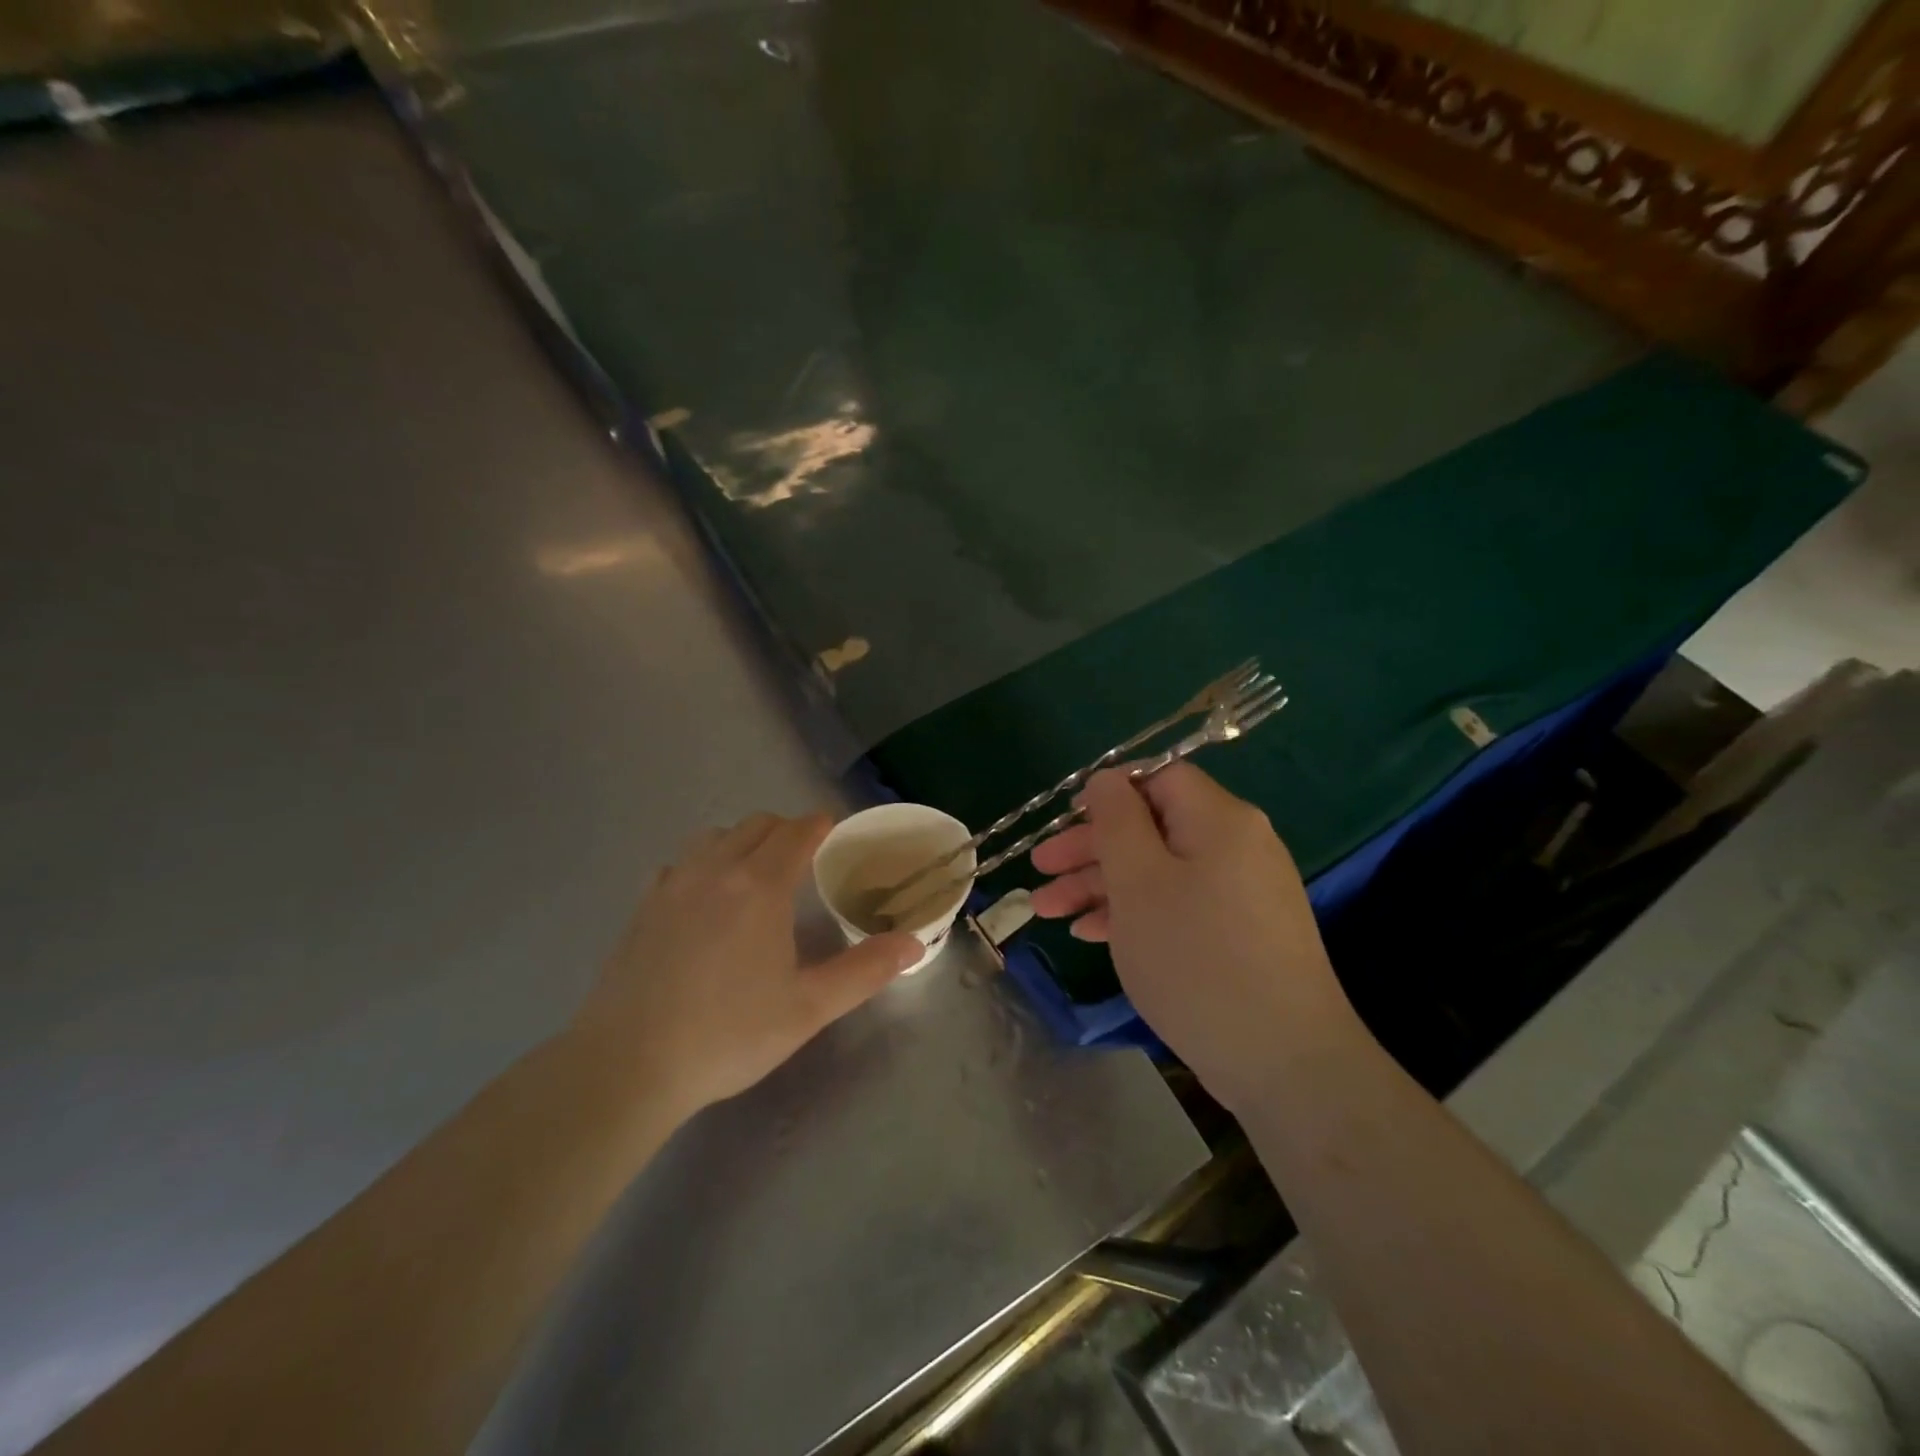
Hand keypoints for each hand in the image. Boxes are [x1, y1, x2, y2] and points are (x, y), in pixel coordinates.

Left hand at [572, 812, 923, 1118]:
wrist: (627, 1065)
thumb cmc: (728, 1034)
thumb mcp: (808, 1008)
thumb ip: (864, 971)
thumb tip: (914, 943)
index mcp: (761, 885)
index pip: (796, 830)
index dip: (819, 824)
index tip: (833, 830)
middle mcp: (716, 869)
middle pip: (757, 824)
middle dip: (786, 829)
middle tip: (804, 857)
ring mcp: (673, 884)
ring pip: (715, 836)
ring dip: (742, 841)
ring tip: (756, 874)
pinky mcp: (643, 906)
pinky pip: (680, 863)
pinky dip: (702, 864)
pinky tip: (704, 898)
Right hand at [1030, 764, 1357, 1112]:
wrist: (1282, 1061)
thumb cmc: (1195, 957)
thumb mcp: (1139, 881)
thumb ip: (1116, 821)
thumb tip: (1107, 780)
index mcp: (1219, 820)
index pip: (1159, 778)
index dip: (1108, 793)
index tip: (1064, 821)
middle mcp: (1237, 846)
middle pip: (1153, 827)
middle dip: (1091, 847)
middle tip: (1041, 870)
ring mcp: (1242, 893)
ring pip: (1160, 871)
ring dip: (1103, 885)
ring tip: (1049, 911)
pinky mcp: (1240, 934)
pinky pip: (1179, 905)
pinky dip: (1135, 912)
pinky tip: (1091, 934)